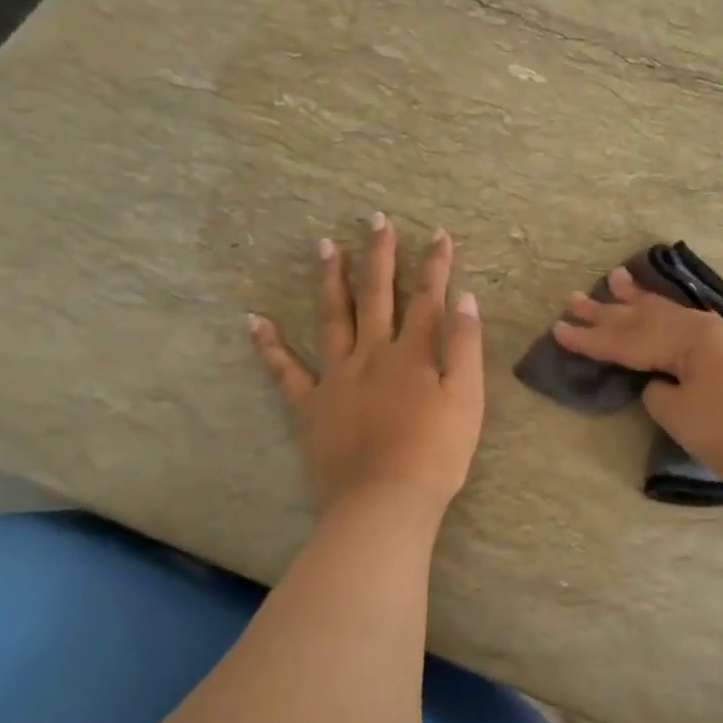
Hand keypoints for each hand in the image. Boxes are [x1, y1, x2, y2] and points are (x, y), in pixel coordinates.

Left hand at [249, 215, 483, 518]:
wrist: (384, 502)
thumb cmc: (436, 454)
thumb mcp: (467, 399)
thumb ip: (465, 347)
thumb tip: (465, 299)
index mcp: (413, 354)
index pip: (428, 299)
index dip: (435, 265)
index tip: (437, 233)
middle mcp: (372, 354)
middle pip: (377, 296)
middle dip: (380, 256)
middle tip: (375, 220)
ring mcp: (336, 377)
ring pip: (332, 318)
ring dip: (330, 280)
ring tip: (325, 246)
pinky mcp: (310, 406)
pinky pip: (285, 371)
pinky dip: (269, 345)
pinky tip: (255, 320)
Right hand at [552, 266, 722, 498]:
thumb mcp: (681, 416)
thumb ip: (658, 392)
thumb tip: (660, 381)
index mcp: (687, 339)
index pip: (627, 340)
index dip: (591, 338)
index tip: (558, 329)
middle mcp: (705, 328)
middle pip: (647, 318)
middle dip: (609, 311)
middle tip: (575, 298)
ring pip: (672, 314)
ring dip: (641, 301)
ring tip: (617, 279)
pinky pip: (692, 324)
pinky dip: (670, 315)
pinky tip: (666, 311)